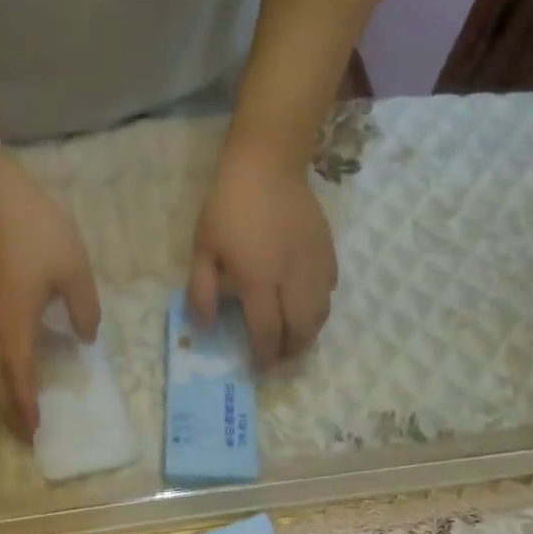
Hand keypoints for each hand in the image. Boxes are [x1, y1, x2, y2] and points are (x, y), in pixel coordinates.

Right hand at [0, 146, 100, 437]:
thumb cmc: (39, 234)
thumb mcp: (75, 271)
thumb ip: (84, 309)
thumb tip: (85, 338)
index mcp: (18, 324)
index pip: (22, 376)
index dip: (27, 405)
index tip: (35, 431)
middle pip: (0, 379)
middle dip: (11, 410)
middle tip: (24, 436)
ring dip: (1, 395)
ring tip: (13, 416)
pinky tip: (7, 376)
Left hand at [188, 134, 337, 367]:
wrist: (266, 165)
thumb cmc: (227, 208)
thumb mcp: (202, 250)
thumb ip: (201, 292)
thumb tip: (205, 327)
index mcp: (259, 281)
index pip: (267, 331)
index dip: (264, 356)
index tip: (259, 368)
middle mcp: (291, 279)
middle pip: (301, 329)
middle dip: (291, 351)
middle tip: (280, 358)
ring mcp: (314, 264)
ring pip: (321, 313)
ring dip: (309, 333)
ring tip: (296, 339)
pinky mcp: (327, 250)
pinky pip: (330, 288)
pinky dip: (321, 305)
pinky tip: (308, 305)